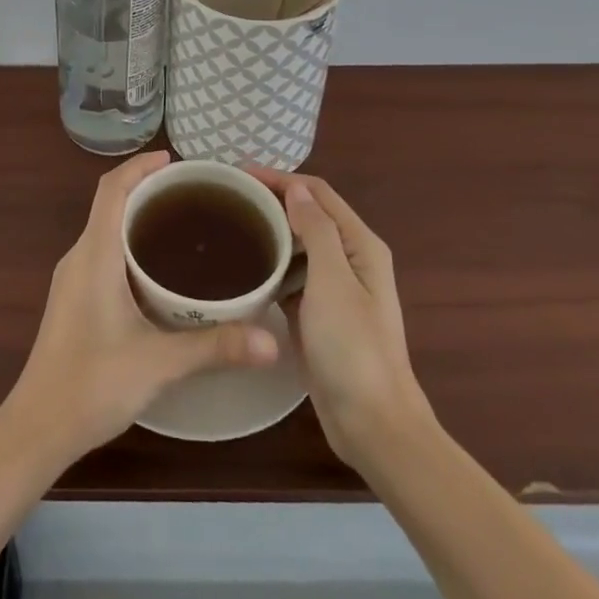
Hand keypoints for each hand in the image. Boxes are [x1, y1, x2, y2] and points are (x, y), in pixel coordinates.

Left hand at [4, 152, 279, 462]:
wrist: (37, 428)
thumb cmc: (92, 384)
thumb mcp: (159, 362)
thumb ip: (215, 347)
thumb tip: (271, 340)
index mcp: (94, 254)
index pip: (111, 189)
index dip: (139, 166)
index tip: (174, 160)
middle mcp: (79, 257)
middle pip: (109, 204)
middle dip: (146, 189)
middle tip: (192, 195)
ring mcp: (72, 279)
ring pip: (105, 229)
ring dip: (136, 217)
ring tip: (182, 225)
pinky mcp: (73, 300)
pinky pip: (102, 252)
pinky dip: (129, 244)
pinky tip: (157, 271)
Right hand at [247, 166, 434, 471]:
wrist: (372, 424)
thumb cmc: (353, 348)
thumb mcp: (333, 281)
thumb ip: (316, 229)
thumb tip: (297, 188)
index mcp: (360, 245)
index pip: (318, 193)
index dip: (280, 178)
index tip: (238, 174)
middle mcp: (350, 259)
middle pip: (308, 215)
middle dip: (272, 201)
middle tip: (226, 198)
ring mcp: (335, 289)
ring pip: (298, 246)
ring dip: (270, 232)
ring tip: (227, 226)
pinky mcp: (319, 315)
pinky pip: (292, 277)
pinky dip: (271, 266)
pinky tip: (243, 269)